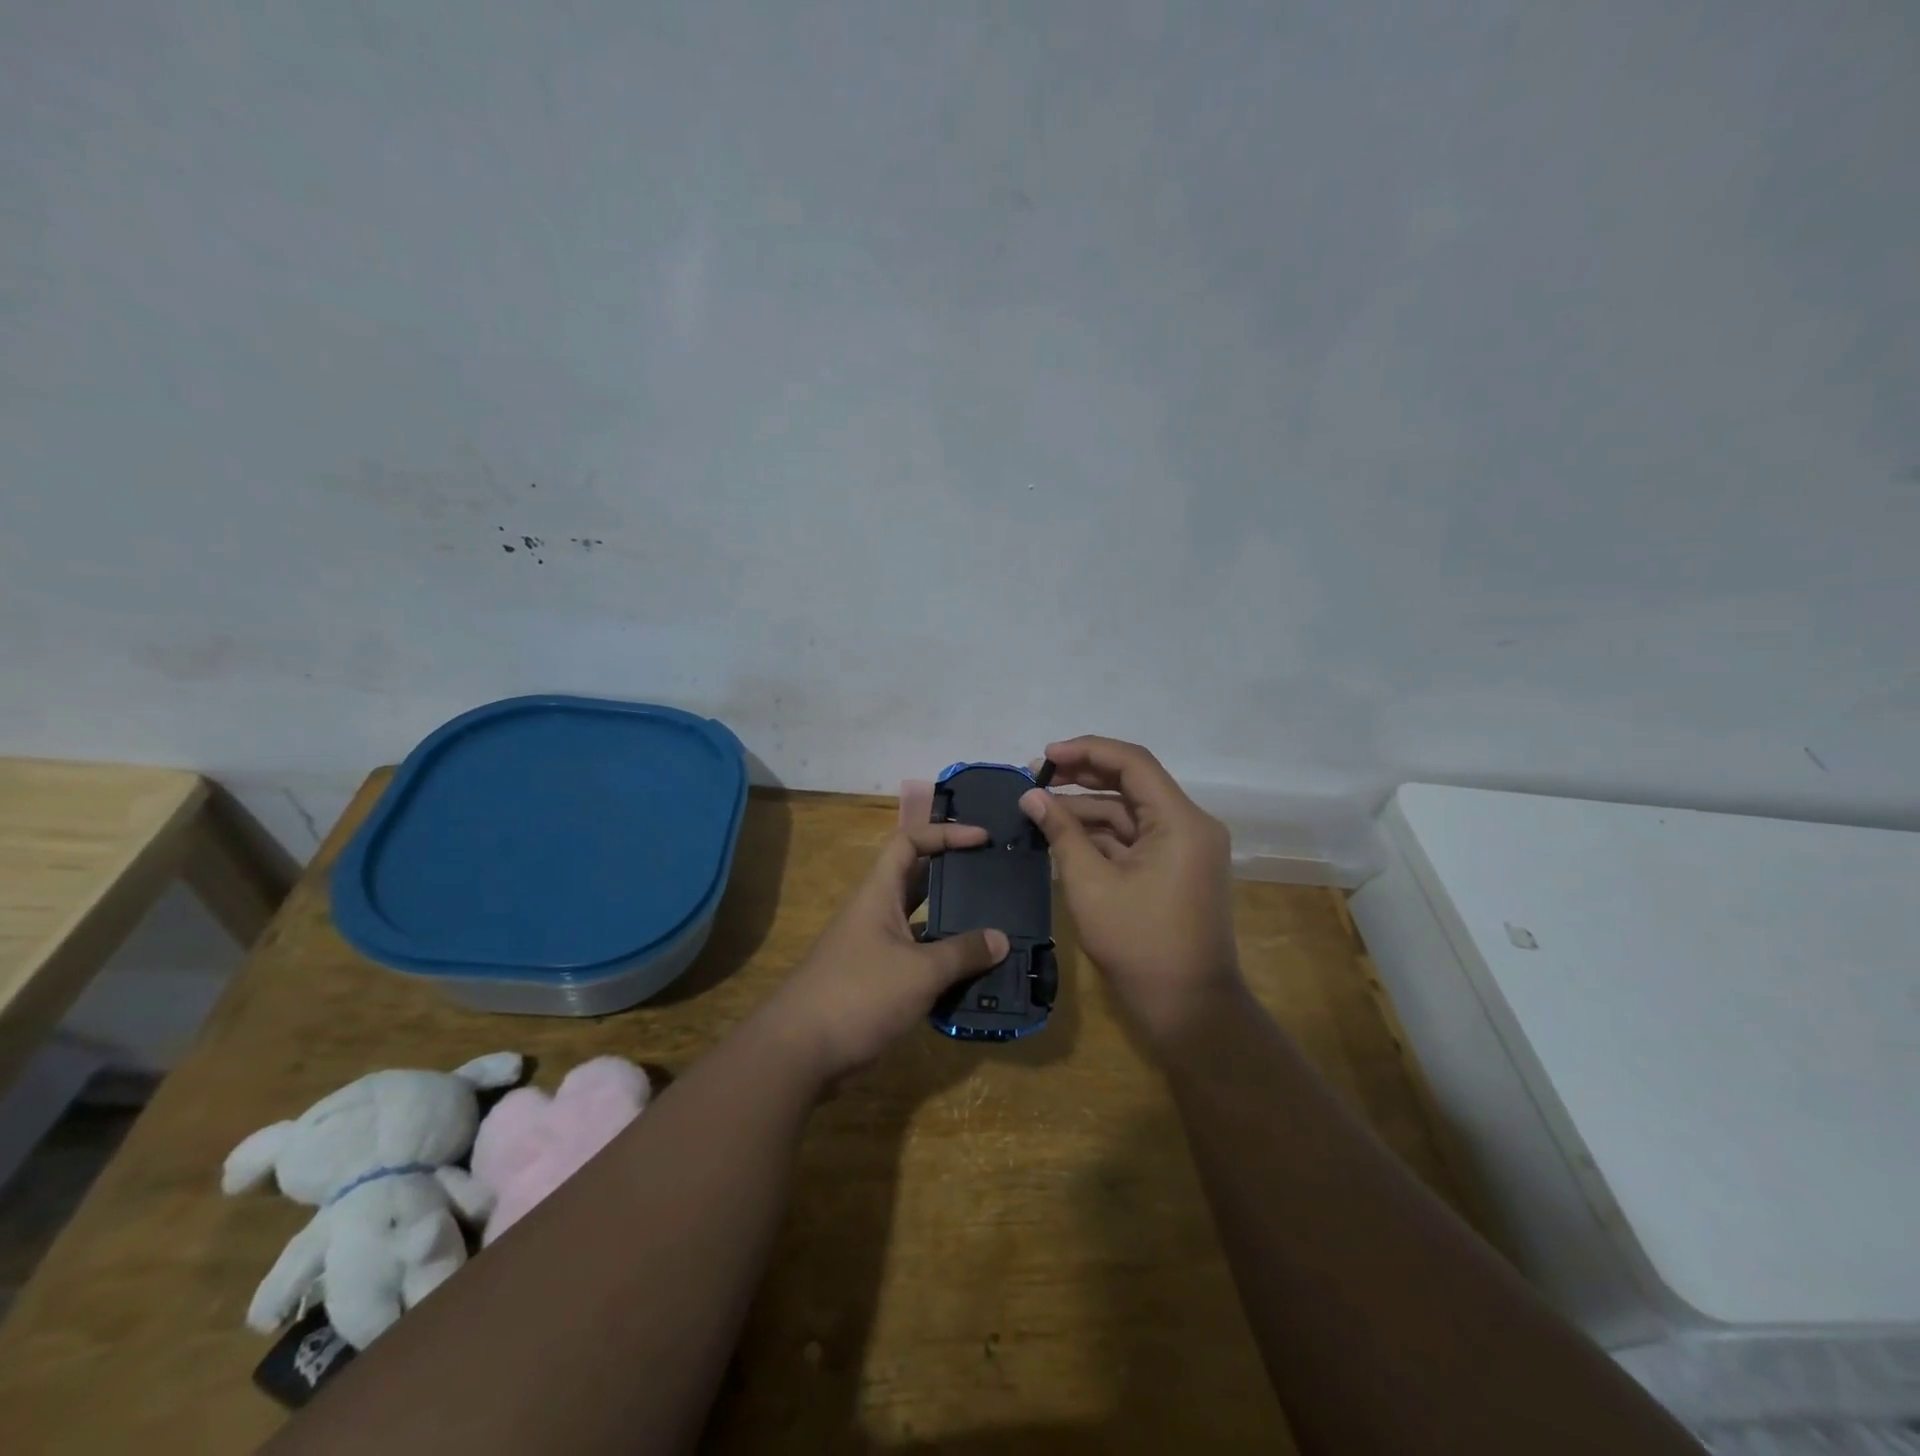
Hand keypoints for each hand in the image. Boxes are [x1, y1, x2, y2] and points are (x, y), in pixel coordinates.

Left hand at [765, 822, 1009, 1079]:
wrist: (799, 1052)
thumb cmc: (859, 994)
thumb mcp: (920, 971)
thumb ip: (963, 953)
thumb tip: (1002, 939)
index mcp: (879, 894)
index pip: (909, 843)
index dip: (944, 833)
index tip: (982, 838)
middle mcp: (876, 914)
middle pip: (918, 882)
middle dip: (955, 878)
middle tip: (995, 881)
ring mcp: (875, 950)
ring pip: (921, 925)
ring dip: (953, 926)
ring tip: (995, 929)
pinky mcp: (877, 983)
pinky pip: (918, 961)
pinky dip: (943, 964)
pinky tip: (973, 977)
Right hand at [1020, 736, 1244, 1043]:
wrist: (1189, 1009)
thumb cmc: (1140, 945)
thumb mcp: (1091, 885)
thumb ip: (1061, 833)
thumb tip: (1030, 796)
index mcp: (1180, 821)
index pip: (1132, 762)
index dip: (1086, 751)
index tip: (1044, 756)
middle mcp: (1189, 824)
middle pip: (1131, 782)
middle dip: (1082, 776)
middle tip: (1035, 777)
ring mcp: (1184, 848)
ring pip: (1129, 811)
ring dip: (1086, 808)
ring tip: (1039, 807)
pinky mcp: (1174, 868)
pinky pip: (1134, 838)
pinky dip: (1100, 834)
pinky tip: (1062, 834)